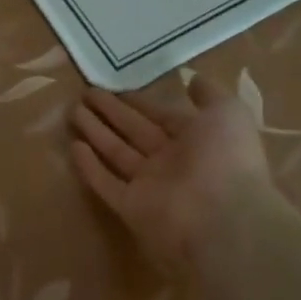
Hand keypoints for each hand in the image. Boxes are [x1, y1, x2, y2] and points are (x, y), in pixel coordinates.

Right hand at [69, 75, 297, 272]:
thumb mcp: (228, 113)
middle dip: (110, 112)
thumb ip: (210, 95)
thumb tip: (193, 80)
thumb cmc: (225, 159)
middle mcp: (170, 161)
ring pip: (116, 153)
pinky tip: (73, 147)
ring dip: (95, 132)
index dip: (138, 101)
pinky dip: (90, 167)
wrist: (223, 219)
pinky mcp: (130, 206)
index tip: (114, 86)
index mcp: (195, 140)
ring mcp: (149, 185)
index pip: (160, 115)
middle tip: (85, 94)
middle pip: (134, 131)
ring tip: (72, 111)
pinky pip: (106, 183)